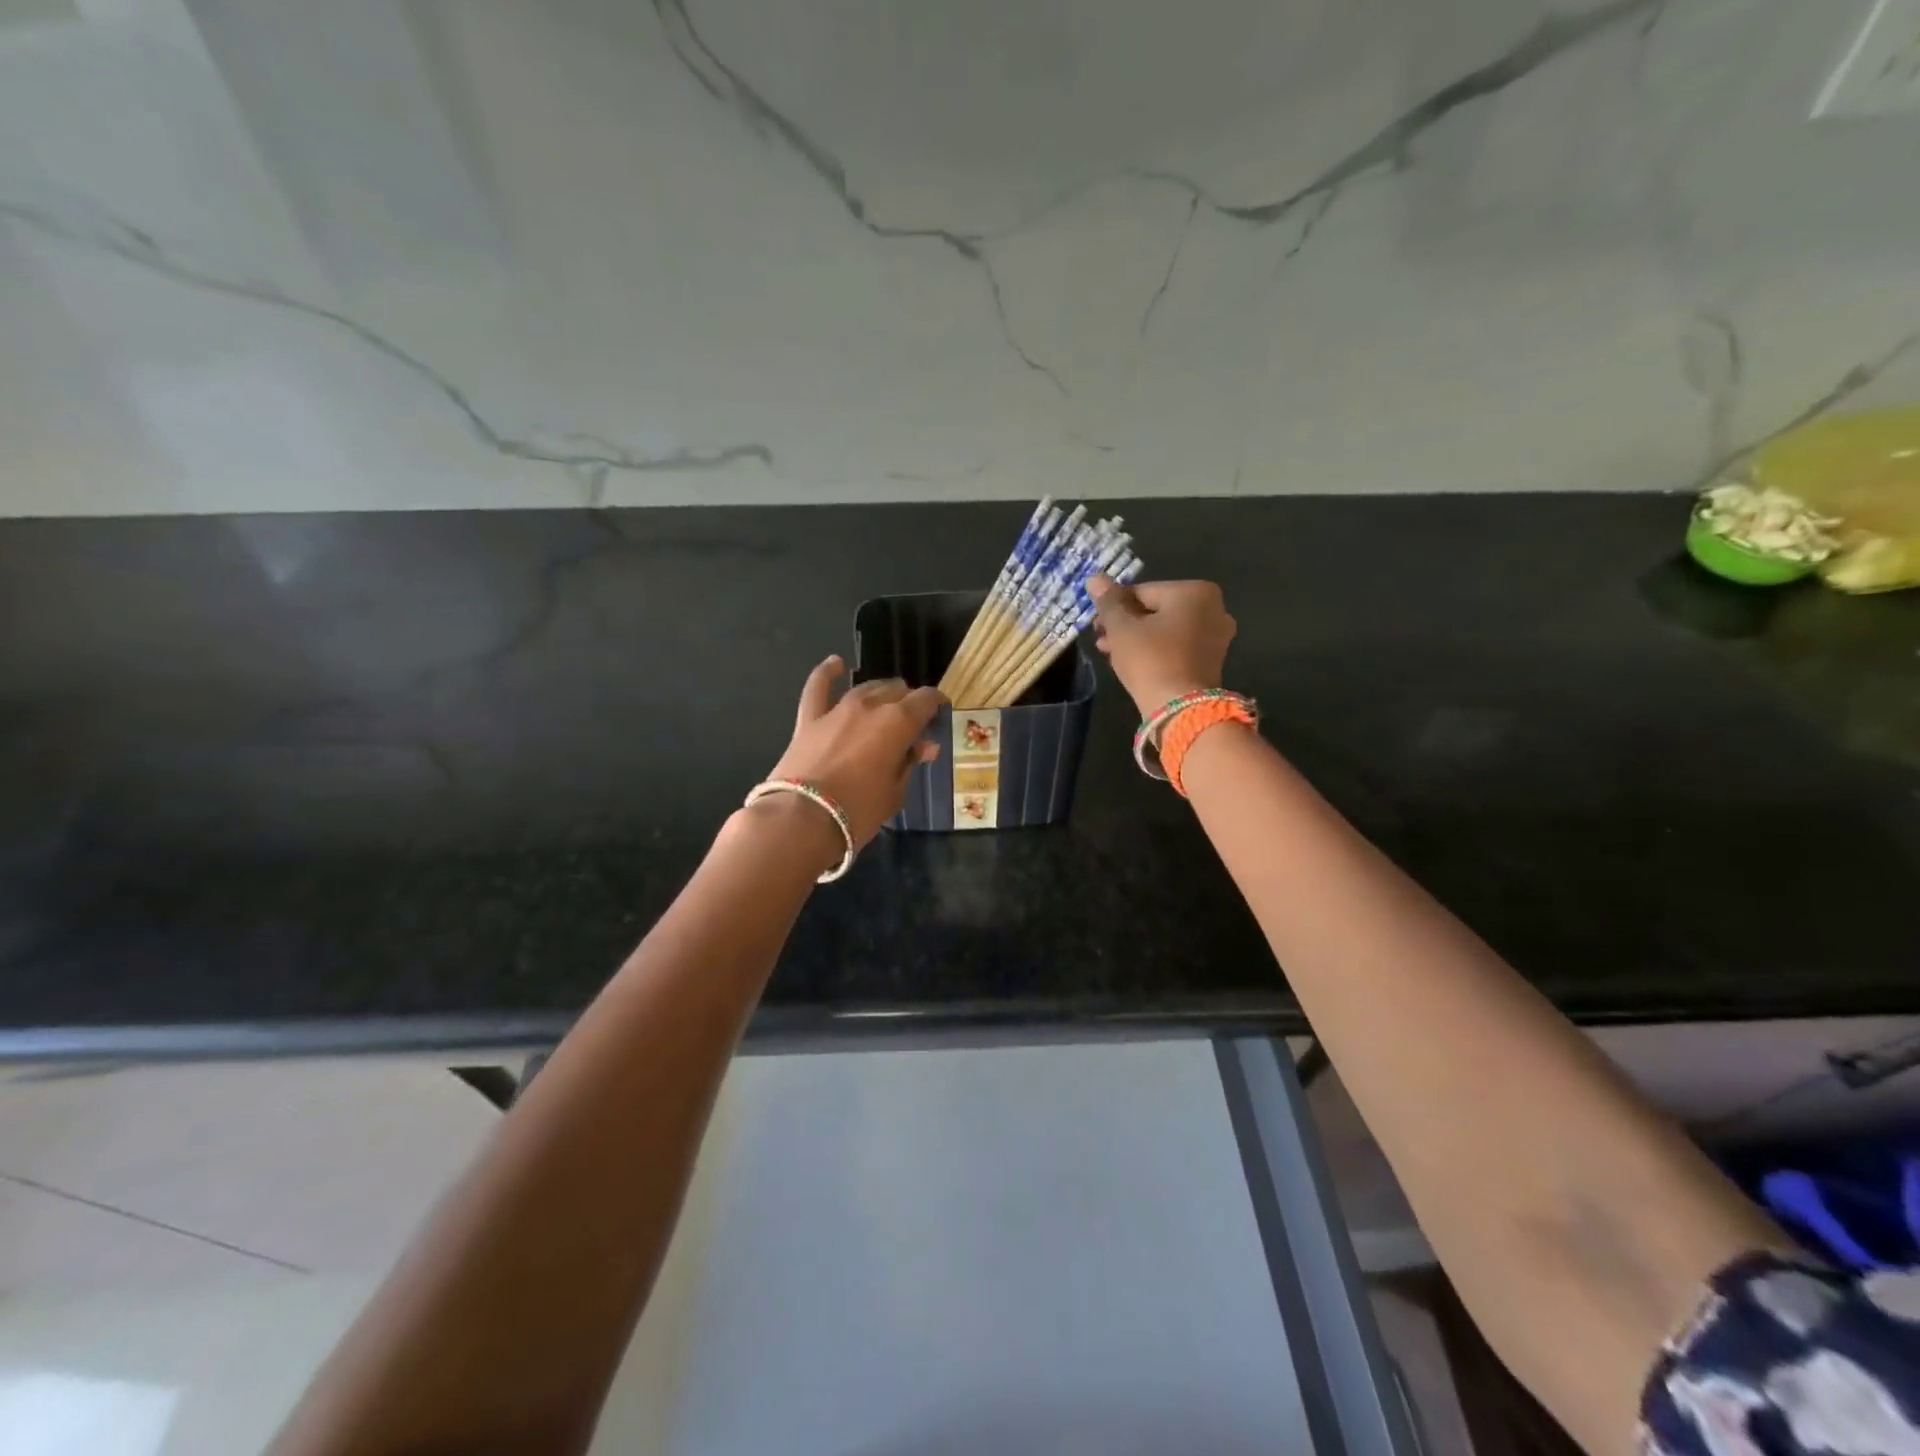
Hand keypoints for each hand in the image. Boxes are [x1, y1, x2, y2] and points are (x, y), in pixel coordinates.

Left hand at [764, 656, 943, 850]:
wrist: (802, 819)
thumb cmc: (859, 811)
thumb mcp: (895, 792)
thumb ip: (909, 762)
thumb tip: (925, 746)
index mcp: (899, 722)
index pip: (926, 699)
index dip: (936, 702)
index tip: (940, 710)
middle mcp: (871, 706)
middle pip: (896, 690)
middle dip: (908, 701)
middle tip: (912, 720)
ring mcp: (837, 709)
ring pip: (866, 688)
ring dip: (880, 692)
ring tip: (887, 701)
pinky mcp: (809, 719)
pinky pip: (818, 687)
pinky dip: (827, 672)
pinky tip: (836, 664)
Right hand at [1087, 576, 1236, 715]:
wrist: (1181, 710)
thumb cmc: (1150, 660)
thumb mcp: (1122, 628)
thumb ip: (1108, 602)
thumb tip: (1095, 578)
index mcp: (1194, 591)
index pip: (1142, 591)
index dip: (1114, 607)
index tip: (1096, 625)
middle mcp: (1213, 608)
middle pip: (1156, 610)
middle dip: (1125, 624)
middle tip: (1101, 640)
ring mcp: (1216, 636)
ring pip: (1165, 630)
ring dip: (1136, 638)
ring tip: (1110, 653)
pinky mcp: (1212, 660)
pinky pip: (1177, 646)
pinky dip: (1155, 651)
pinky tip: (1132, 663)